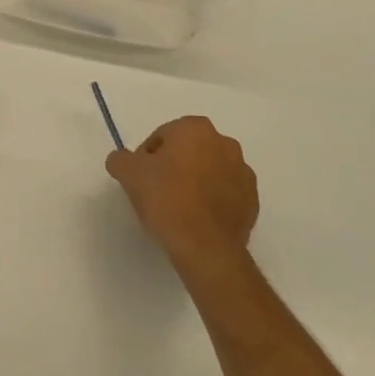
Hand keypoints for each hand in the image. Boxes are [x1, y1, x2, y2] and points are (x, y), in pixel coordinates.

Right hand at [106, 116, 257, 279]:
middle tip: (157, 191)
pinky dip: (211, 201)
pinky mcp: (253, 201)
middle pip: (188, 151)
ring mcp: (243, 173)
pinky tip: (197, 219)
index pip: (162, 136)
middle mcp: (225, 143)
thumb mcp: (128, 173)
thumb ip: (120, 159)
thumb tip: (122, 160)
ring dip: (195, 182)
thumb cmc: (166, 199)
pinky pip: (225, 194)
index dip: (147, 157)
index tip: (141, 179)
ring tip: (178, 208)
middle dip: (174, 166)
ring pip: (209, 171)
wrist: (205, 247)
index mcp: (196, 128)